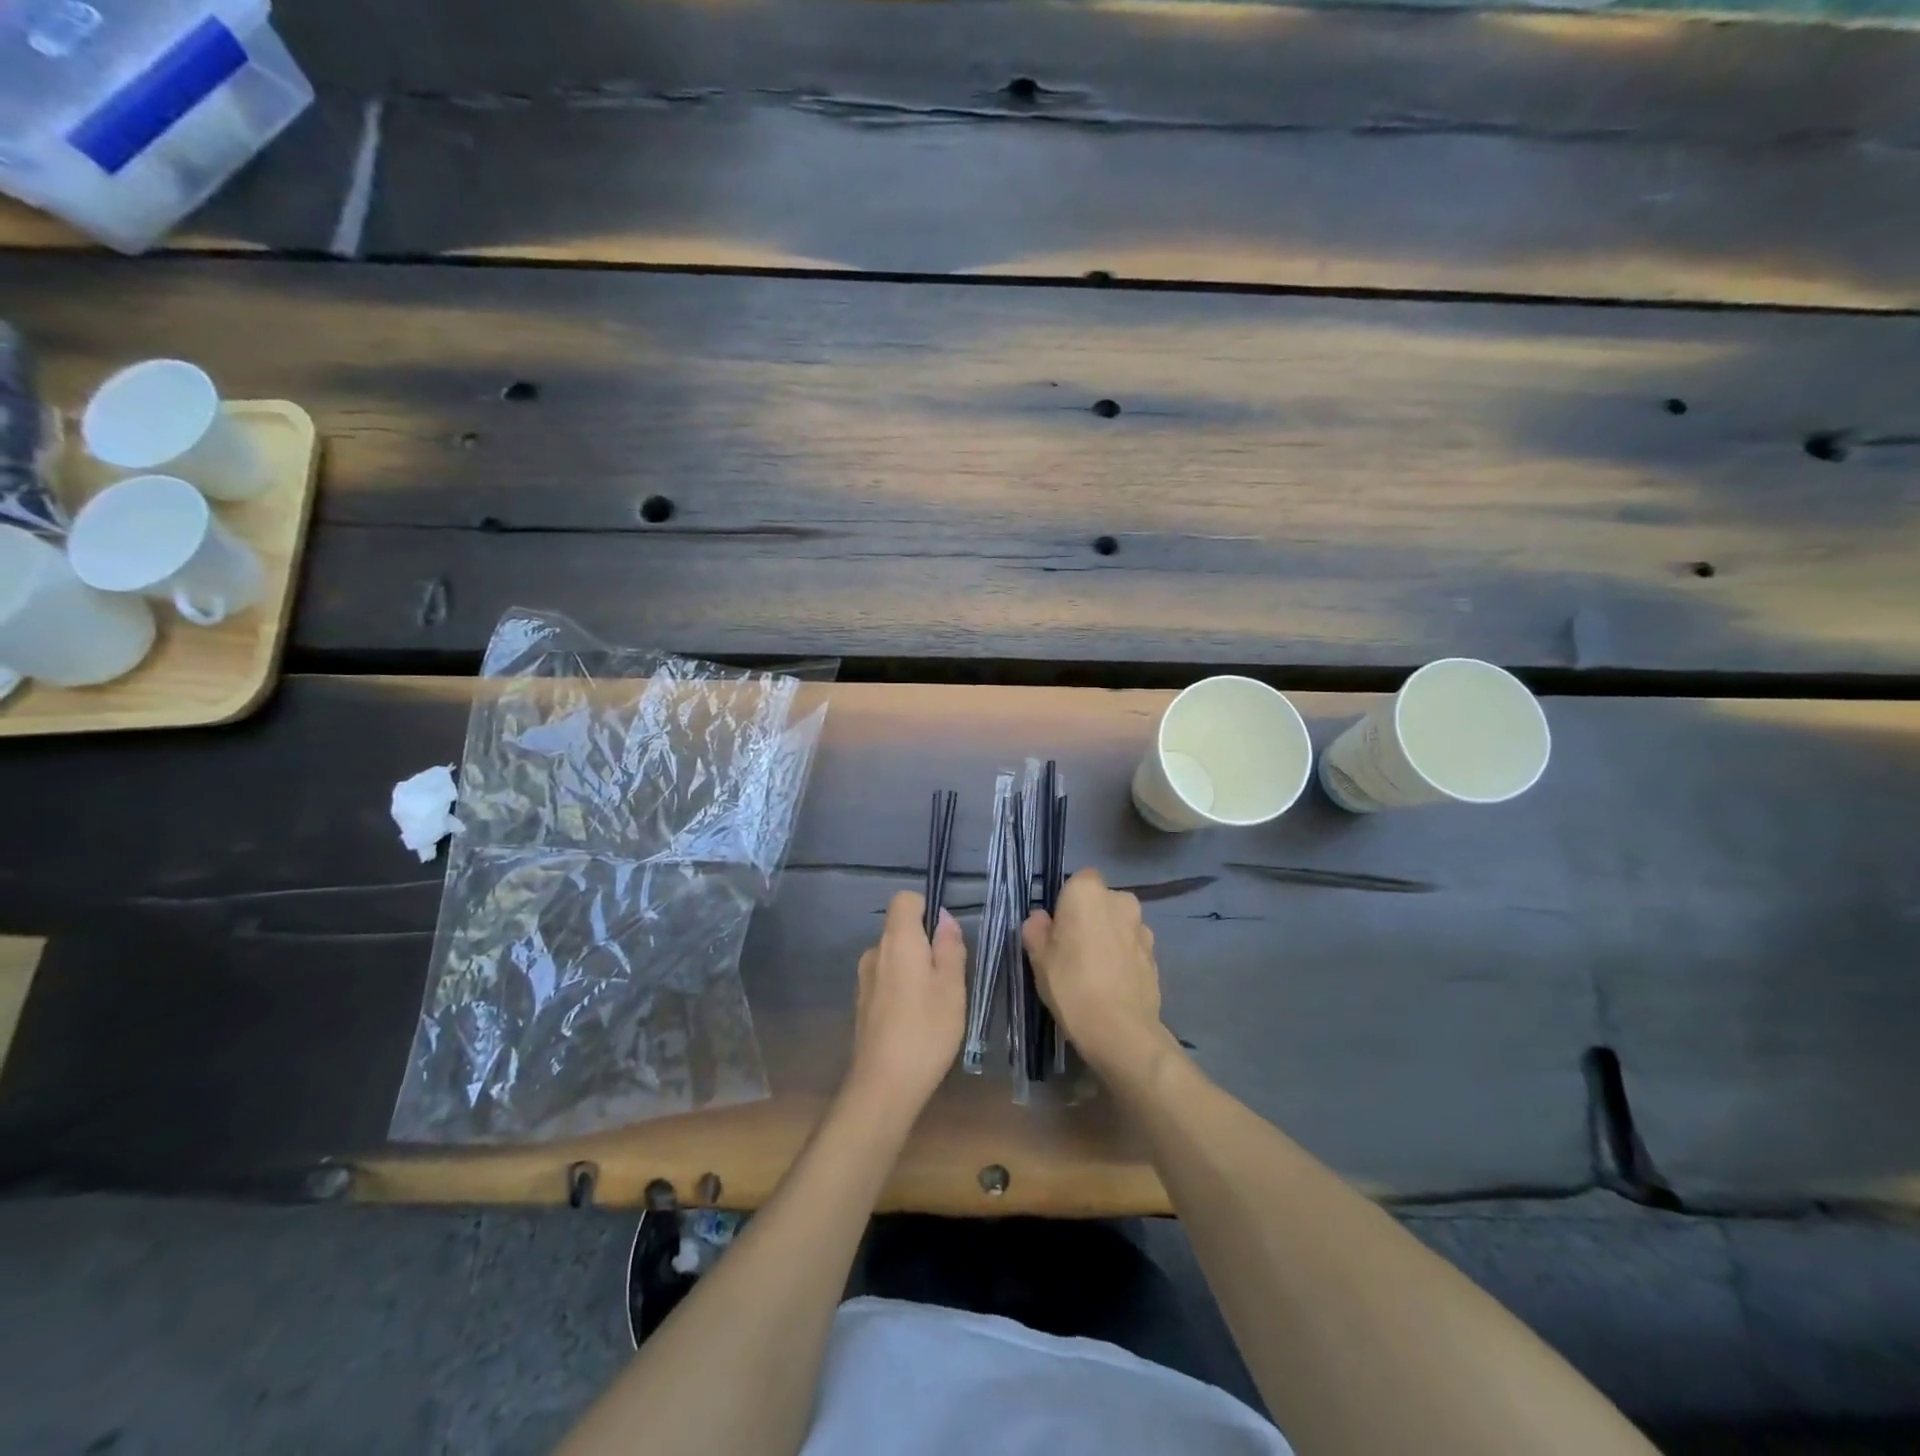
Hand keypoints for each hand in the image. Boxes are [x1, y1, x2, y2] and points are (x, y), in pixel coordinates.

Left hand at [846, 891, 966, 1112]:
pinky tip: (914, 1020)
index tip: (945, 937)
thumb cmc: (926, 1030)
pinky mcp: (861, 1004)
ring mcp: (864, 979)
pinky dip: (900, 988)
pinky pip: (885, 979)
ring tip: (934, 1003)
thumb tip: (944, 918)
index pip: (905, 899)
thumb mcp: (952, 986)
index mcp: (897, 940)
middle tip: (949, 978)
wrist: (883, 1085)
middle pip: (899, 929)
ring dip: (913, 968)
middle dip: (924, 943)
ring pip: (893, 957)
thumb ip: (950, 946)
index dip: (927, 908)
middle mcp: (875, 952)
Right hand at [1023, 867, 1170, 1079]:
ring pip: (1119, 924)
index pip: (1078, 880)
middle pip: (1101, 901)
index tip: (1058, 928)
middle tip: (1073, 949)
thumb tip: (1041, 919)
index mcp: (1088, 892)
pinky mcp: (1156, 955)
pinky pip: (1132, 947)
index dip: (1067, 902)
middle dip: (1091, 917)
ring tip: (1095, 971)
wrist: (1120, 1029)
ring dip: (1109, 937)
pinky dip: (1124, 958)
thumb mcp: (1038, 957)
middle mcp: (1121, 900)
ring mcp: (1143, 928)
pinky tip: (1112, 984)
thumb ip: (1036, 929)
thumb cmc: (1071, 984)